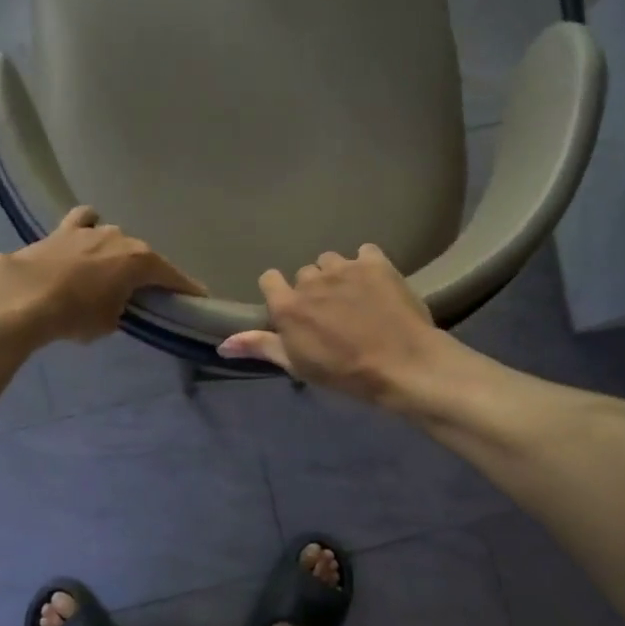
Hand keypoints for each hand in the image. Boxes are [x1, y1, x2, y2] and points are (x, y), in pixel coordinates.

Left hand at [0, 207, 205, 343]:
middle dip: (146, 273)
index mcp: (141, 260)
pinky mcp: (62, 230)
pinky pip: (83, 223)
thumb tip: (116, 303)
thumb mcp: (109, 322)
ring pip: (114, 238)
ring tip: (108, 271)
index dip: (186, 290)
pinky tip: (82, 242)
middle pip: (143, 256)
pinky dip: (86, 230)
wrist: (24, 296)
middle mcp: (121, 237)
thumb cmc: (75, 314)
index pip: (173, 277)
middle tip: (144, 293)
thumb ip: (121, 309)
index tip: (198, 298)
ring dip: (115, 253)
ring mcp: (91, 229)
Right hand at [217, 245, 447, 403]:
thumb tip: (222, 344)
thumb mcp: (298, 365)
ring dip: (337, 276)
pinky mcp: (375, 262)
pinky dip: (366, 264)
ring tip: (355, 299)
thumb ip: (261, 347)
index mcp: (287, 305)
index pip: (269, 279)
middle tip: (331, 314)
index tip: (294, 312)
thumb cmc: (344, 373)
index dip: (280, 294)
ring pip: (331, 261)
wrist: (402, 364)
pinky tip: (376, 285)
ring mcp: (344, 268)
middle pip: (304, 274)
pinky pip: (364, 252)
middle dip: (313, 290)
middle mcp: (310, 280)